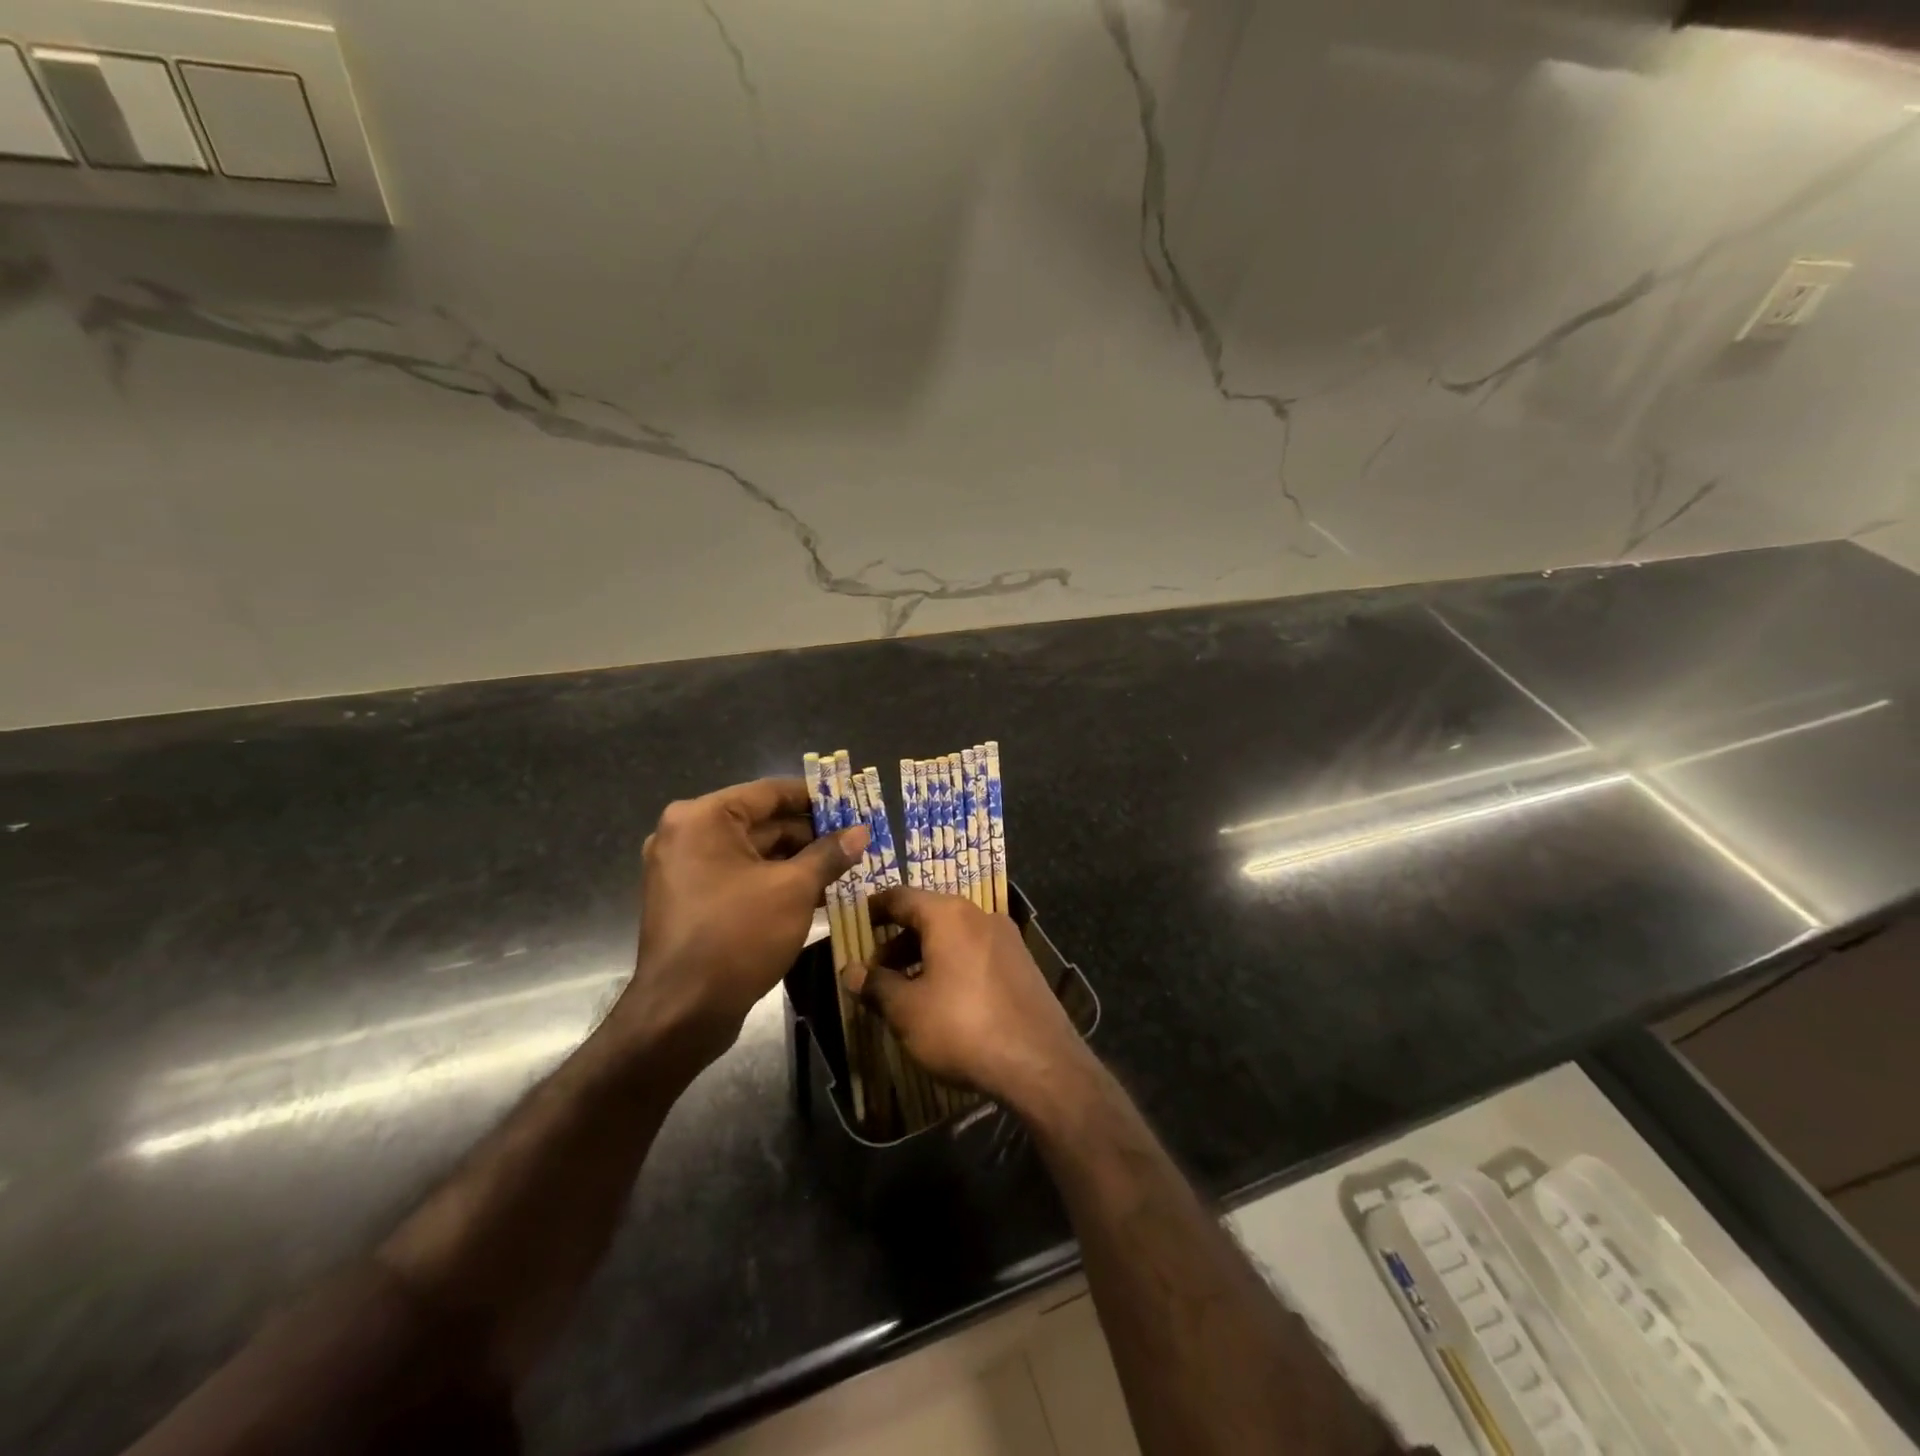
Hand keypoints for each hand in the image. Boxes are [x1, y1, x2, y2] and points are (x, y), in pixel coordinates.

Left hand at [618, 778, 866, 1070]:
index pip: (770, 792)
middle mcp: (687, 835)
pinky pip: (740, 877)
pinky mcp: (691, 901)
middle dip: (810, 833)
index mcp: (703, 818)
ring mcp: (685, 870)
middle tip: (855, 839)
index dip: (815, 797)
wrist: (682, 1013)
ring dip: (797, 860)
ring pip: (753, 853)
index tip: (851, 801)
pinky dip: (774, 881)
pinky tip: (816, 892)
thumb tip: (861, 831)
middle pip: (761, 822)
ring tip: (845, 866)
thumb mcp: (794, 890)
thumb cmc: (737, 936)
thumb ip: (829, 854)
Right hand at [847, 886, 1092, 1108]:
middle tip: (876, 970)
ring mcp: (1006, 938)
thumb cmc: (962, 1027)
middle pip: (929, 915)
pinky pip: (975, 952)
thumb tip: (849, 971)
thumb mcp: (906, 1010)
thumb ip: (875, 985)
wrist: (1039, 1062)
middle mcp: (979, 915)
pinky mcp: (1022, 963)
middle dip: (898, 940)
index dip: (875, 908)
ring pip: (954, 935)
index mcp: (948, 915)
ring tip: (906, 989)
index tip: (857, 922)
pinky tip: (944, 999)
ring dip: (925, 954)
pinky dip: (952, 964)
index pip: (901, 896)